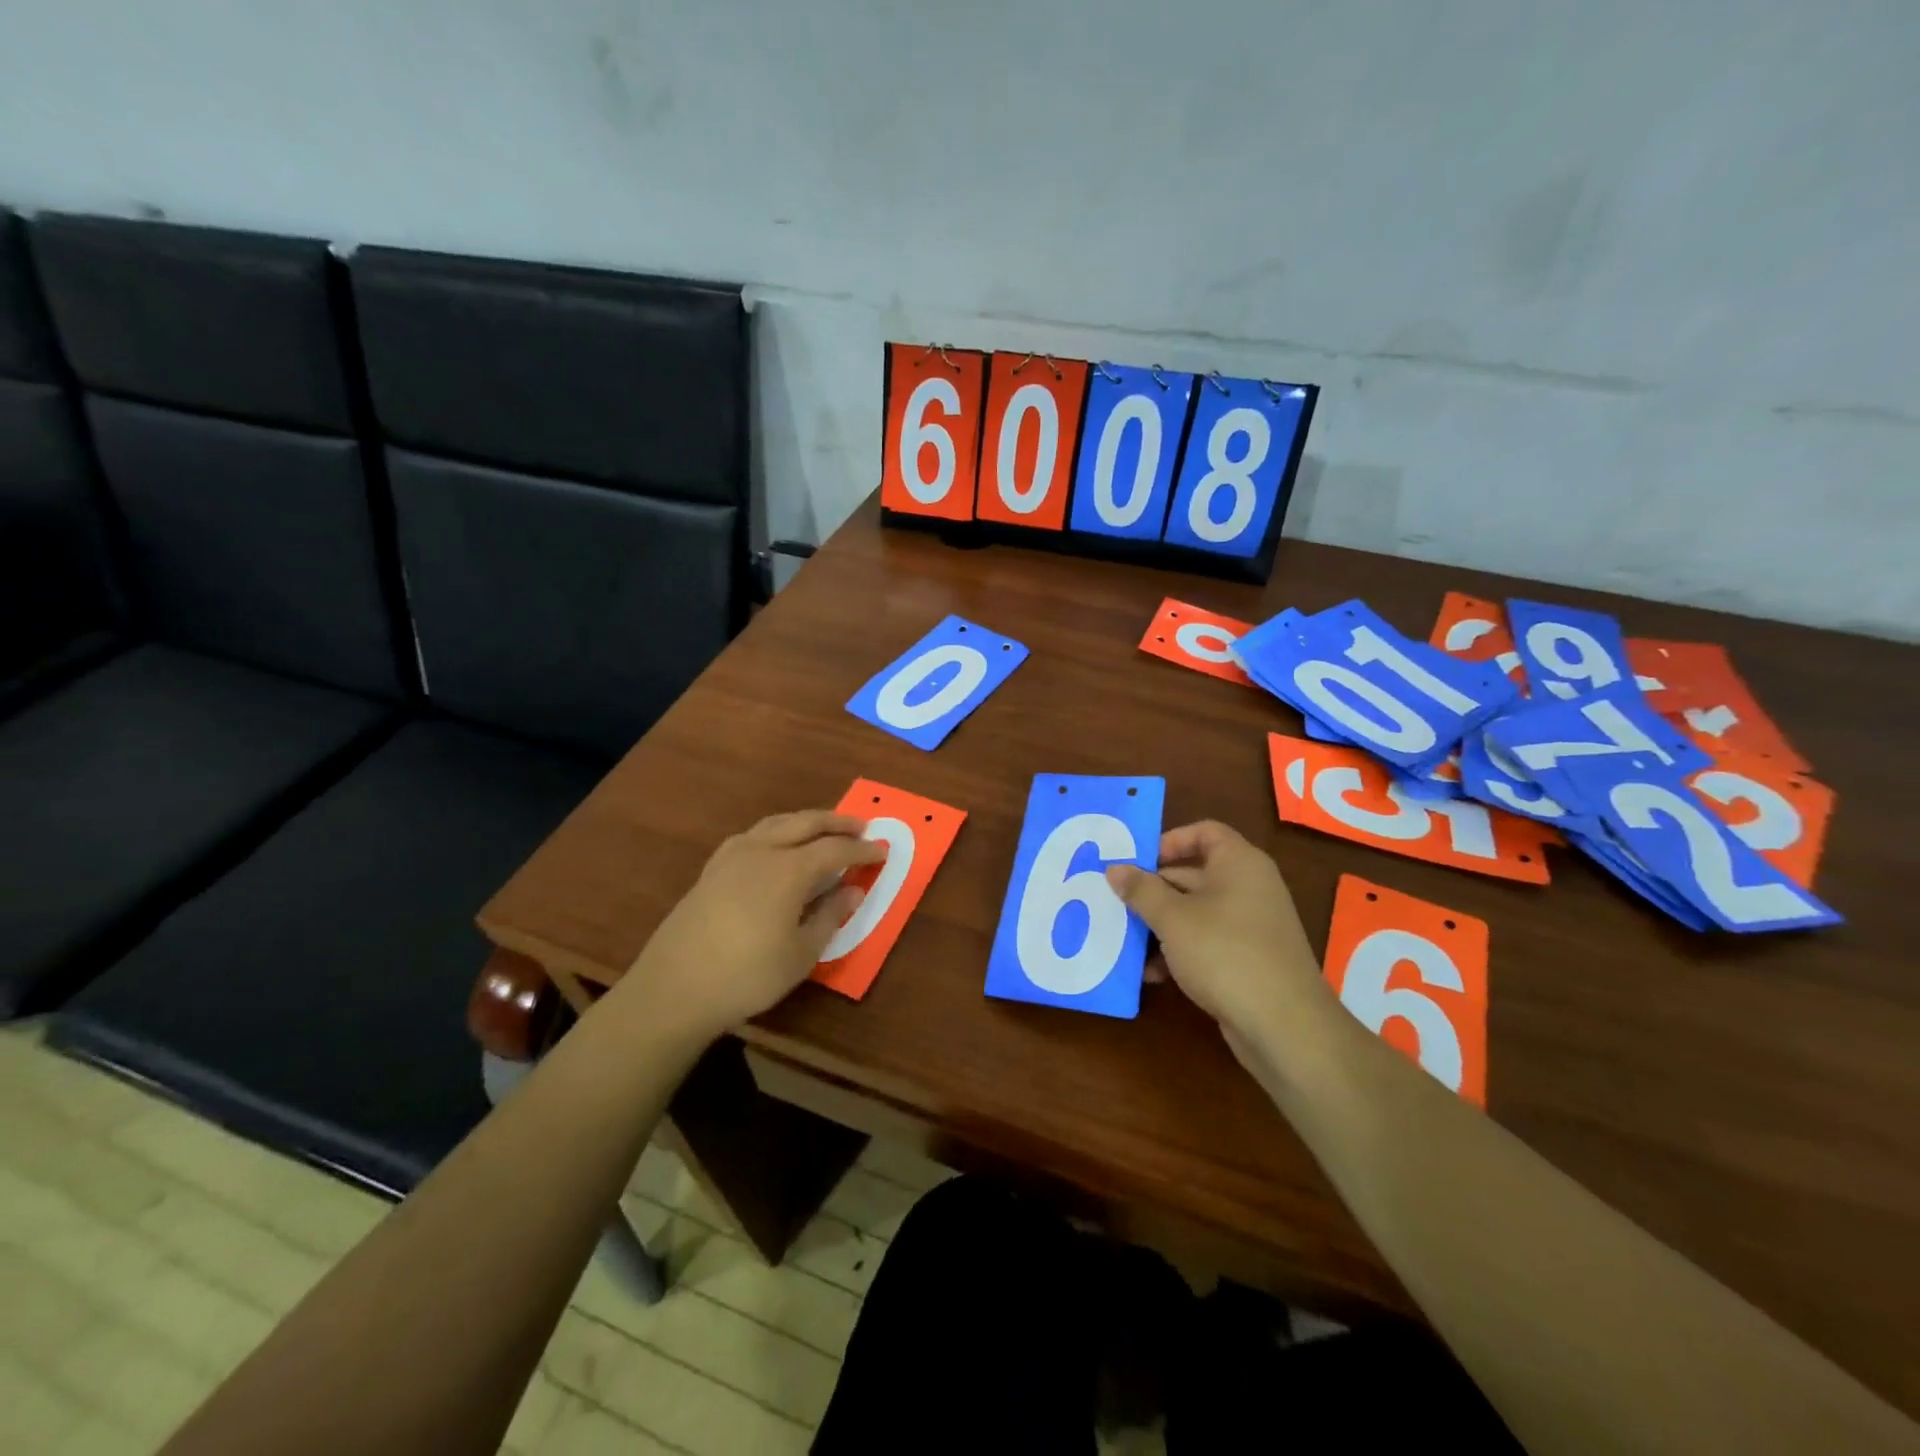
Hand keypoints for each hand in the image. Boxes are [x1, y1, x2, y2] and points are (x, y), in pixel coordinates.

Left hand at [619, 809, 884, 1042]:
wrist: (674, 989)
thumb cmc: (747, 976)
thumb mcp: (801, 954)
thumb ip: (830, 917)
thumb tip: (852, 890)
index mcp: (788, 870)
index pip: (835, 849)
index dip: (861, 849)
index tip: (882, 851)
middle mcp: (761, 851)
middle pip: (805, 823)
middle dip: (836, 822)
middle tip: (861, 825)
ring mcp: (731, 857)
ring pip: (776, 823)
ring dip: (805, 821)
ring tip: (823, 829)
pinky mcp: (711, 870)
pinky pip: (752, 836)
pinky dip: (775, 832)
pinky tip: (776, 846)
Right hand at [1106, 821, 1337, 1072]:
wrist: (1284, 1025)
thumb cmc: (1224, 953)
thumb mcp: (1173, 918)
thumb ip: (1141, 890)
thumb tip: (1115, 868)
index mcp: (1239, 863)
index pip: (1204, 832)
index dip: (1169, 841)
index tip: (1137, 862)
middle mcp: (1249, 887)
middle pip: (1193, 874)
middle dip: (1152, 891)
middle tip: (1116, 903)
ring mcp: (1250, 925)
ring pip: (1195, 912)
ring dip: (1160, 926)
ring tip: (1126, 943)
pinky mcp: (1248, 959)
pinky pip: (1205, 942)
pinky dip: (1179, 951)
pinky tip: (1152, 974)